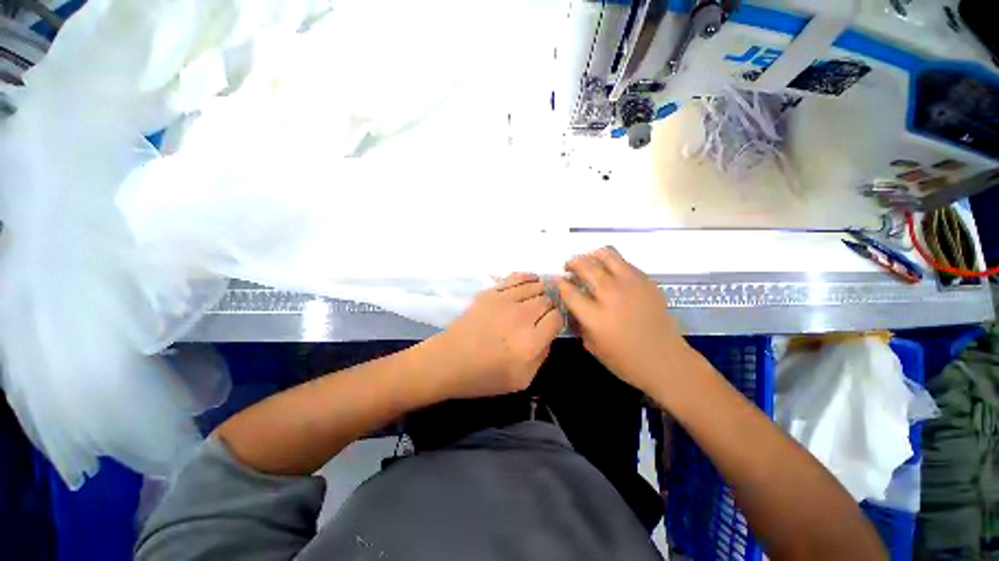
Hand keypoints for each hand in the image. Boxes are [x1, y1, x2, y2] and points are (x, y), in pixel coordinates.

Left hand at [432, 273, 562, 399]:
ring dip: (542, 290)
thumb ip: (542, 356)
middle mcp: (522, 316)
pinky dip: (527, 277)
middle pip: (547, 301)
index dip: (558, 320)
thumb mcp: (521, 380)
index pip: (557, 318)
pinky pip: (516, 278)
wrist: (448, 361)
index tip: (552, 324)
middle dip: (550, 306)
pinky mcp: (491, 292)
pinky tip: (532, 279)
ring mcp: (505, 301)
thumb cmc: (484, 376)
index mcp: (531, 342)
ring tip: (541, 296)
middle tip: (545, 313)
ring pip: (535, 286)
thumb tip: (548, 335)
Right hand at [557, 247, 690, 393]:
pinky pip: (625, 262)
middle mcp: (611, 296)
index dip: (560, 283)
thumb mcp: (592, 345)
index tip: (558, 280)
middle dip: (572, 263)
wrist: (665, 360)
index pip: (570, 292)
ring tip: (588, 260)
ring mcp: (631, 285)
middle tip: (569, 266)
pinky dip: (612, 262)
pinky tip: (610, 271)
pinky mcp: (646, 282)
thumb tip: (573, 303)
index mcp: (595, 317)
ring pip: (607, 256)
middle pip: (586, 268)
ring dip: (592, 255)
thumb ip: (579, 322)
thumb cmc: (625, 360)